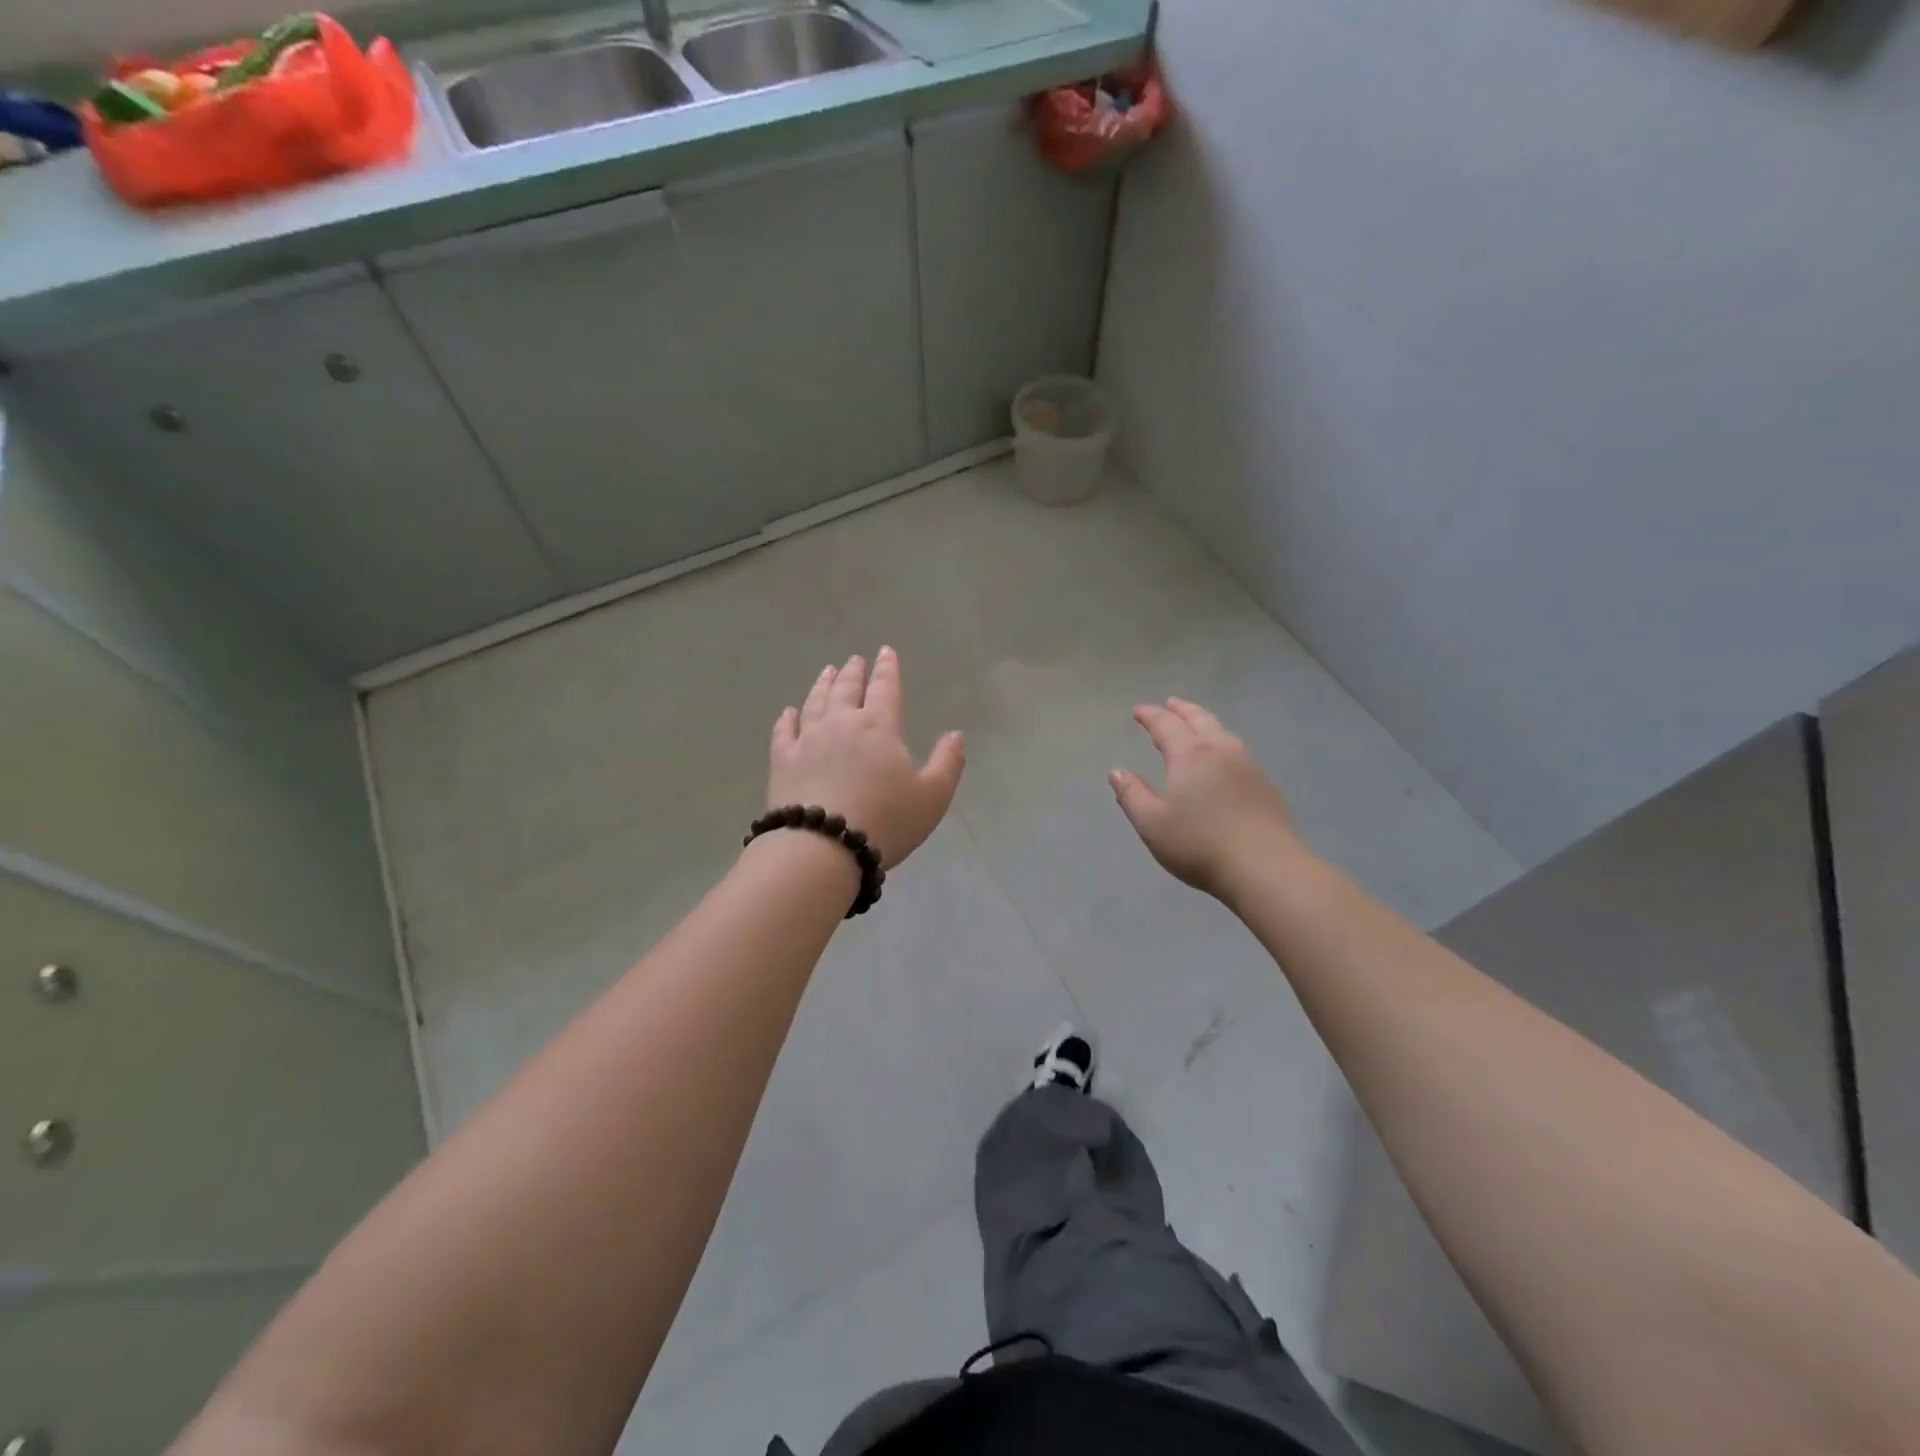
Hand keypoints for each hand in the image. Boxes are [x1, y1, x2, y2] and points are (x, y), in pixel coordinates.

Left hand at [766, 648, 964, 869]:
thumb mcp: (932, 797)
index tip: (885, 652)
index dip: (888, 669)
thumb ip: (947, 763)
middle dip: (854, 672)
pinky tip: (788, 712)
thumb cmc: (884, 822)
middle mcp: (841, 724)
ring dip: (823, 685)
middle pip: (847, 689)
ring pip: (815, 703)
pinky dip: (787, 718)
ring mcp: (807, 741)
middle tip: (855, 660)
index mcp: (879, 727)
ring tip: (827, 672)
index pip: (885, 688)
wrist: (822, 848)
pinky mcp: (782, 762)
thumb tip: (956, 734)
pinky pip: (783, 732)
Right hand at [1110, 698, 1301, 898]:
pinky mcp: (1265, 785)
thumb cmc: (1199, 845)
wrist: (1264, 868)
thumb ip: (1132, 795)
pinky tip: (1222, 759)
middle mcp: (1220, 750)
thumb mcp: (1152, 824)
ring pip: (1222, 732)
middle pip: (1199, 719)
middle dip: (1182, 710)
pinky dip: (1222, 743)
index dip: (1150, 715)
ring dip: (1204, 723)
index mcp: (1190, 755)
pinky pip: (1237, 751)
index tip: (1138, 711)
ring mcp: (1247, 765)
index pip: (1166, 725)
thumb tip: (1117, 772)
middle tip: (1170, 704)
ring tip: (1195, 725)